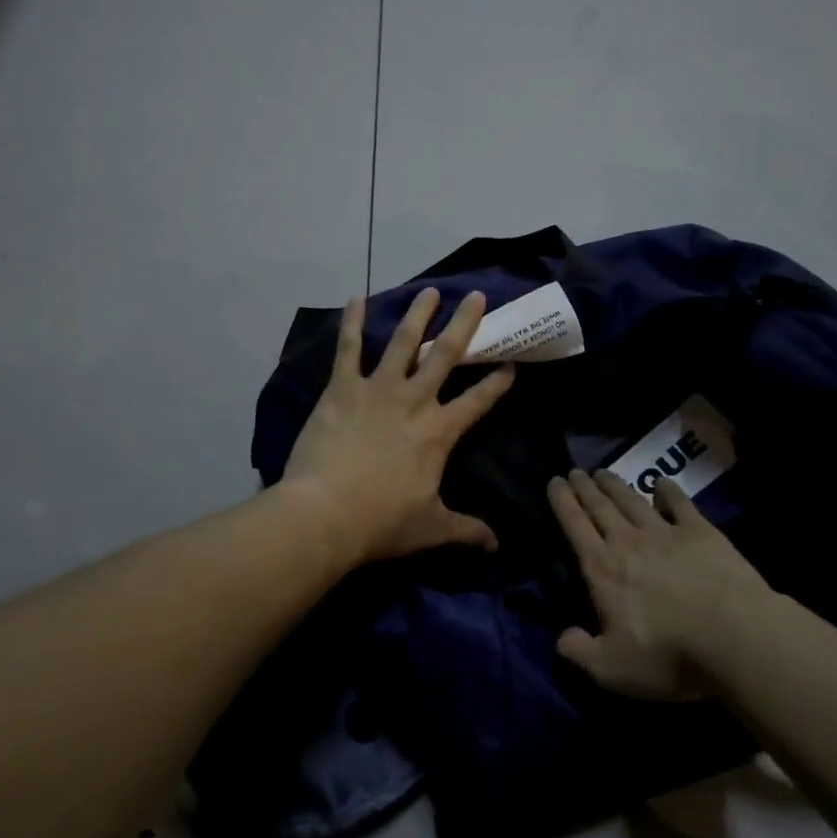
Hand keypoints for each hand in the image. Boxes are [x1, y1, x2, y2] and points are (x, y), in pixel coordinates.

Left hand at [284, 288, 515, 566]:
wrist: (325, 514)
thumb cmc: (381, 522)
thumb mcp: (431, 528)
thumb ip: (466, 530)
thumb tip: (497, 546)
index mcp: (440, 432)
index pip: (478, 401)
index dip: (498, 382)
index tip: (512, 363)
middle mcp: (415, 400)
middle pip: (447, 355)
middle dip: (465, 324)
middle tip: (476, 296)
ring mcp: (377, 389)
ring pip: (404, 342)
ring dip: (418, 315)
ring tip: (429, 291)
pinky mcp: (342, 388)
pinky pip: (349, 348)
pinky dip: (353, 323)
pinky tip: (356, 297)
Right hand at [548, 469, 771, 699]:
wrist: (734, 635)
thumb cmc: (668, 655)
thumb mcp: (612, 669)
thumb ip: (580, 652)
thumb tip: (562, 638)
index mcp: (602, 570)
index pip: (575, 527)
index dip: (563, 502)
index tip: (555, 481)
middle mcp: (628, 542)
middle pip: (601, 507)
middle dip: (585, 488)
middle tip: (576, 471)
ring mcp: (665, 533)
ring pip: (633, 500)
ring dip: (616, 485)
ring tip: (604, 473)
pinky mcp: (700, 532)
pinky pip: (678, 503)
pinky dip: (667, 490)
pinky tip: (661, 483)